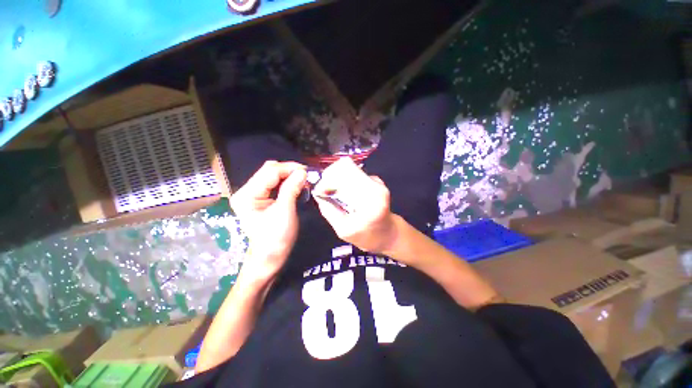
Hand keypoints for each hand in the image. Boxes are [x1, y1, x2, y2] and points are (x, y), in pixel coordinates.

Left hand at [231, 161, 306, 278]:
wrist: (270, 257)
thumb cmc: (276, 238)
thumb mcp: (285, 212)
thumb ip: (292, 189)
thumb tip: (302, 171)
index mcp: (247, 195)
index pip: (270, 172)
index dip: (289, 168)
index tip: (307, 171)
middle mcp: (246, 191)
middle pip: (270, 171)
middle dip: (289, 171)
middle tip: (307, 176)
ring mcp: (252, 194)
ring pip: (273, 175)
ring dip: (289, 176)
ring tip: (303, 180)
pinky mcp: (259, 198)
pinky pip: (274, 183)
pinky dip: (286, 182)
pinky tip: (296, 185)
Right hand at [313, 158, 397, 253]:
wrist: (389, 234)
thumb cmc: (368, 237)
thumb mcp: (344, 230)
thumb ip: (329, 211)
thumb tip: (317, 194)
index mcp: (371, 201)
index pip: (346, 178)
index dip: (329, 181)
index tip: (320, 190)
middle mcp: (377, 187)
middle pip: (347, 170)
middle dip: (332, 179)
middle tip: (325, 191)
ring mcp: (378, 183)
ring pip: (351, 171)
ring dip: (339, 181)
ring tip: (335, 195)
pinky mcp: (377, 182)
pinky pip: (356, 175)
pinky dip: (347, 182)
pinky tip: (347, 195)